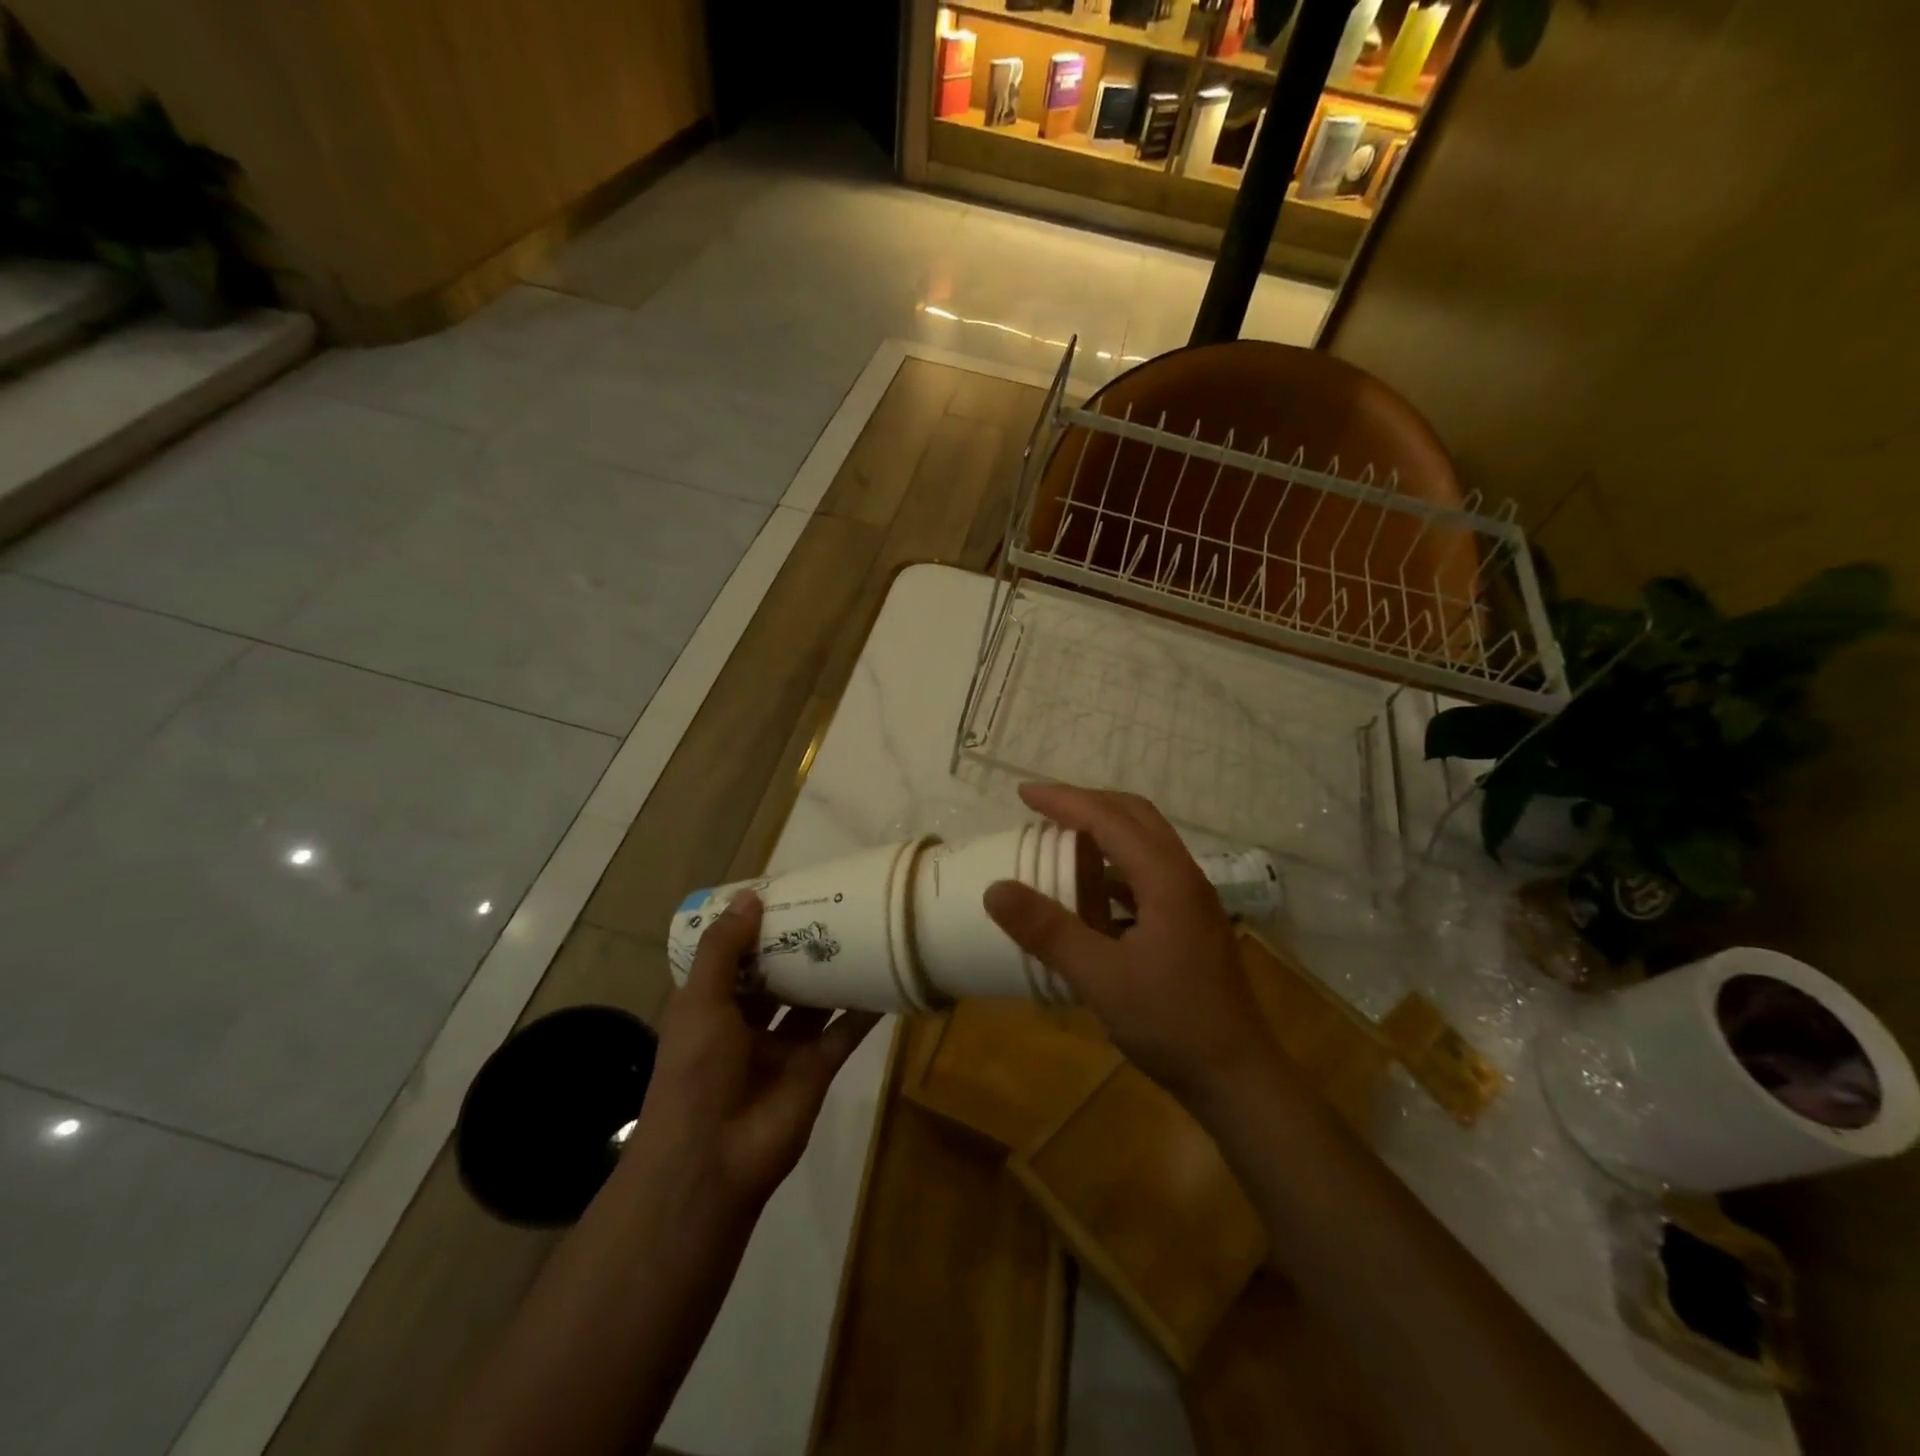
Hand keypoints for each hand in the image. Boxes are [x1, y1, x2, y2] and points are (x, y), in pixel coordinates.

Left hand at [628, 892, 881, 1219]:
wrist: (713, 1160)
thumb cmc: (695, 1071)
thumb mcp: (699, 1002)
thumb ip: (724, 950)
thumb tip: (751, 897)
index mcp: (712, 1009)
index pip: (735, 959)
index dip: (755, 929)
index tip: (783, 893)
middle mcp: (748, 1024)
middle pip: (779, 976)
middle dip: (799, 946)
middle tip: (831, 904)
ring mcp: (785, 1048)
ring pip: (814, 1001)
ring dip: (832, 971)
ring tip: (861, 928)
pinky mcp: (818, 1067)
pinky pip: (845, 1031)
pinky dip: (865, 1008)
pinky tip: (886, 975)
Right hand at [983, 783, 1275, 1108]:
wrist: (1237, 1078)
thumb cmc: (1171, 1023)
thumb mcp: (1100, 978)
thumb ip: (1049, 931)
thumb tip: (995, 888)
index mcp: (1167, 879)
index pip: (1110, 819)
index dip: (1065, 801)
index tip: (1023, 794)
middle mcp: (1184, 877)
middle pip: (1136, 817)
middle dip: (1087, 804)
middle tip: (1042, 808)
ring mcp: (1192, 901)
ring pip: (1146, 844)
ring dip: (1104, 832)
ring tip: (1061, 841)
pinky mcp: (1190, 924)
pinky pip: (1149, 874)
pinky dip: (1115, 867)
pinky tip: (1092, 894)